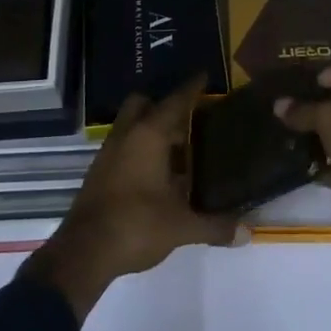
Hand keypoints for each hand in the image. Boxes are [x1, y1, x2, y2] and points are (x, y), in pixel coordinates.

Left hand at [24, 75, 246, 318]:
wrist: (83, 254)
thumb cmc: (136, 225)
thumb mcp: (181, 227)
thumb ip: (214, 226)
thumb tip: (247, 233)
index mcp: (149, 136)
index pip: (175, 101)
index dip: (191, 88)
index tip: (203, 75)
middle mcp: (126, 136)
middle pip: (142, 104)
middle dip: (162, 105)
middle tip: (187, 119)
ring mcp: (108, 154)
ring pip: (129, 126)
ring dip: (149, 129)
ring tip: (176, 148)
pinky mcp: (98, 174)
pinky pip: (121, 147)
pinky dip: (138, 150)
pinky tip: (154, 174)